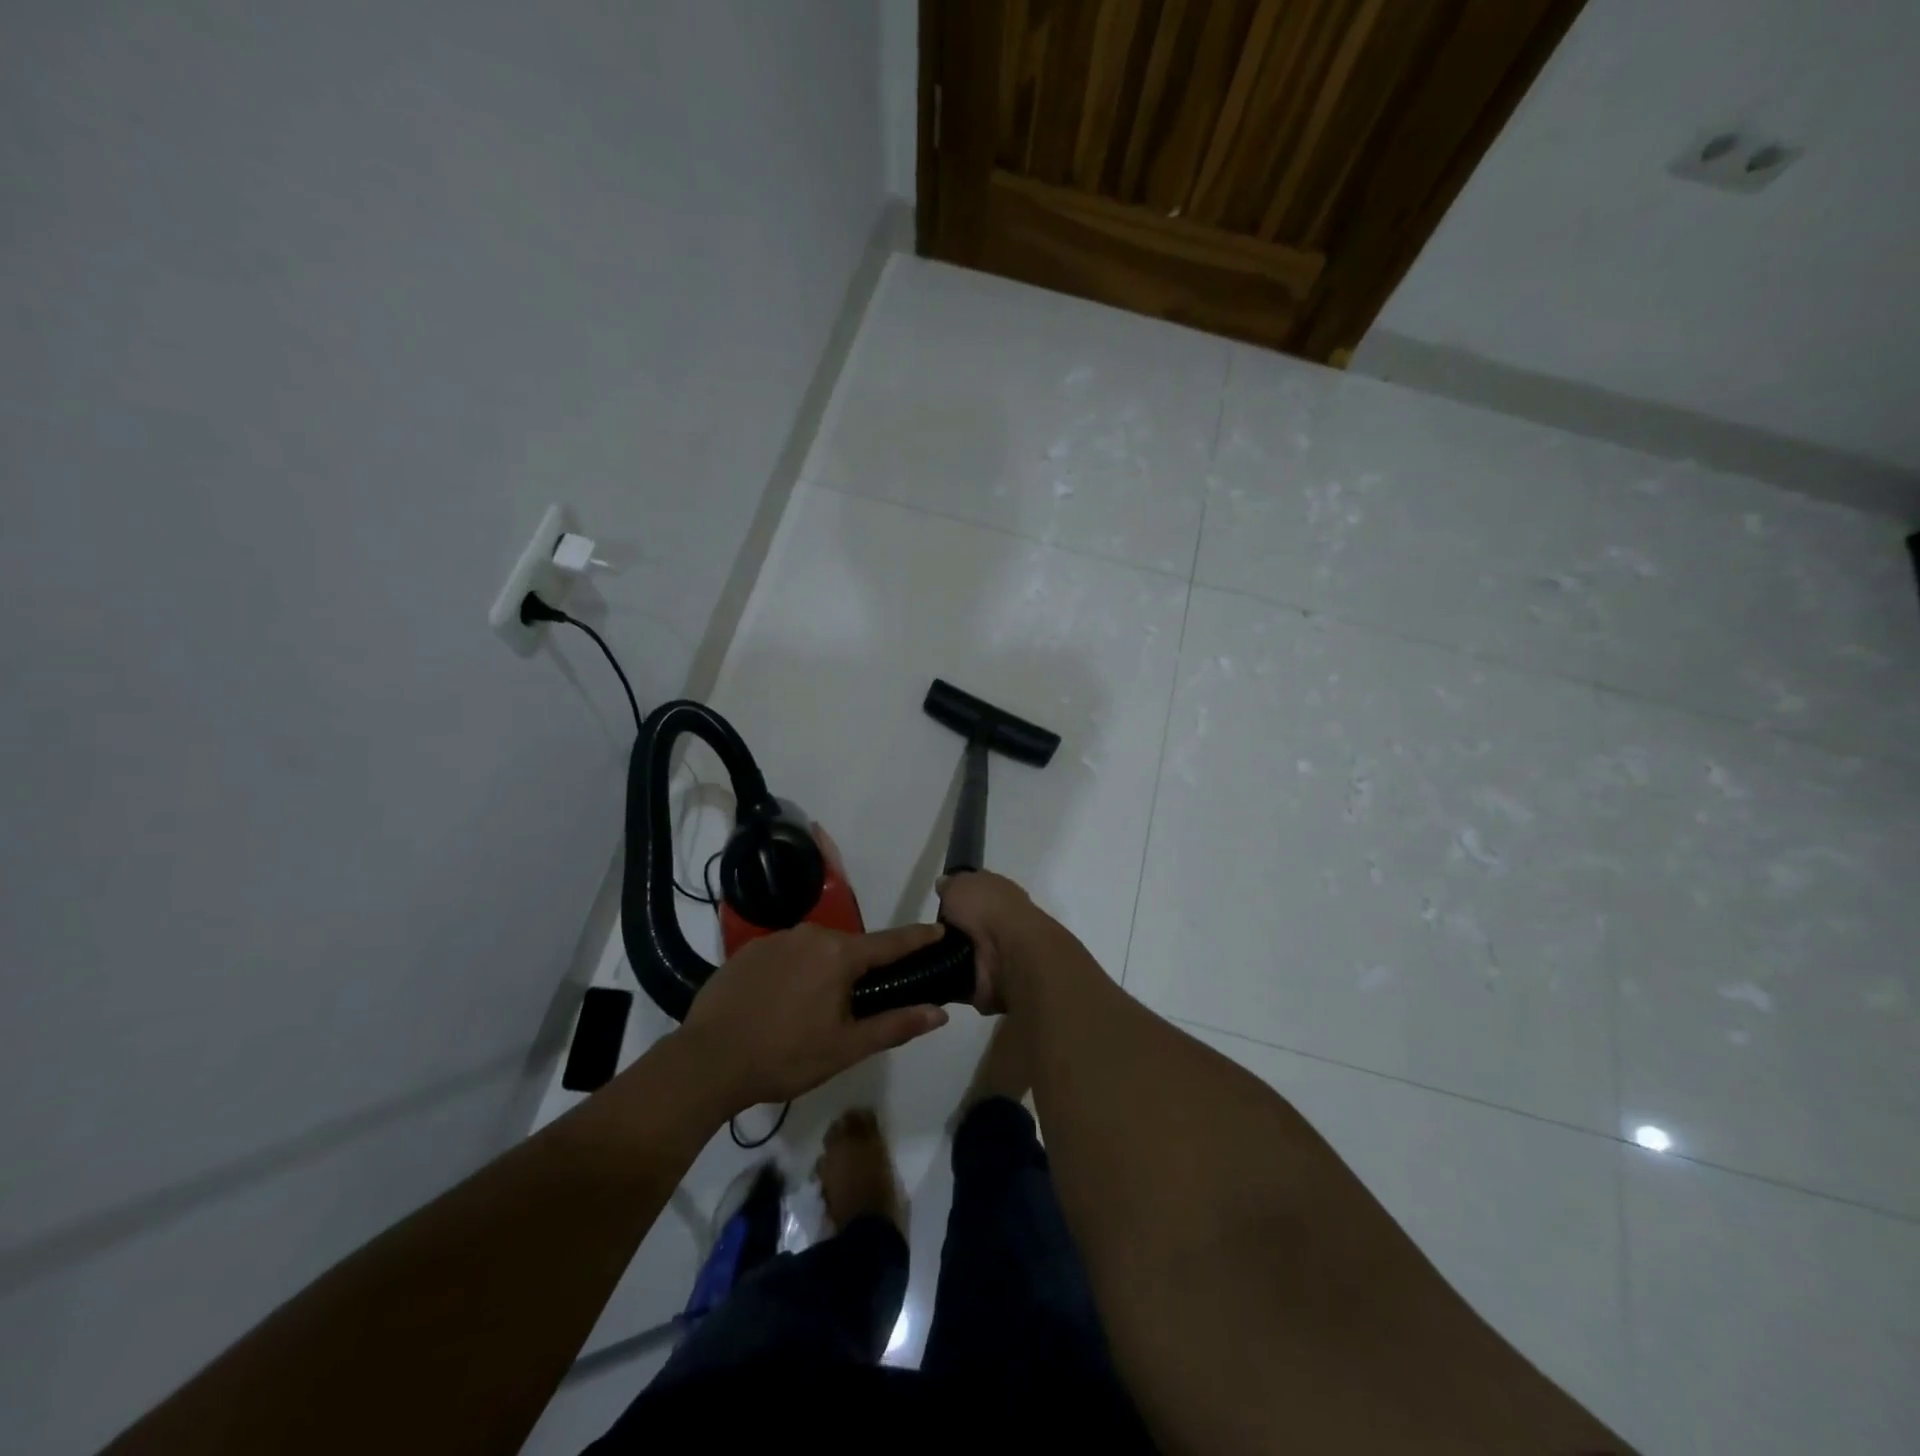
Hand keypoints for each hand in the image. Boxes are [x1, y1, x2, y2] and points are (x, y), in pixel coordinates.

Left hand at [680, 923, 950, 1110]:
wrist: (707, 1060)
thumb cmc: (785, 1056)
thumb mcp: (846, 1048)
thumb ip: (895, 1025)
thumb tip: (939, 1012)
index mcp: (839, 954)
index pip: (891, 942)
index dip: (917, 938)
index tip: (939, 930)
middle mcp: (811, 934)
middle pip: (850, 947)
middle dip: (861, 968)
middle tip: (860, 1002)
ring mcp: (776, 939)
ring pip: (816, 950)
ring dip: (825, 970)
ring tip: (815, 1008)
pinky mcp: (748, 949)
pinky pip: (786, 954)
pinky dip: (794, 971)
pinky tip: (782, 1002)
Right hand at [936, 871, 1037, 1014]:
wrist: (1010, 953)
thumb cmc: (987, 909)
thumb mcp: (961, 884)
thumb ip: (951, 885)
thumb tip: (944, 884)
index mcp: (999, 895)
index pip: (976, 894)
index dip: (957, 897)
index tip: (938, 904)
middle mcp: (1001, 922)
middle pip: (968, 927)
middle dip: (949, 932)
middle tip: (924, 935)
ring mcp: (997, 955)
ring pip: (963, 954)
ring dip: (946, 957)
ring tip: (922, 956)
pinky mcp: (989, 983)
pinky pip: (960, 981)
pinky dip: (947, 980)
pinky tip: (930, 976)